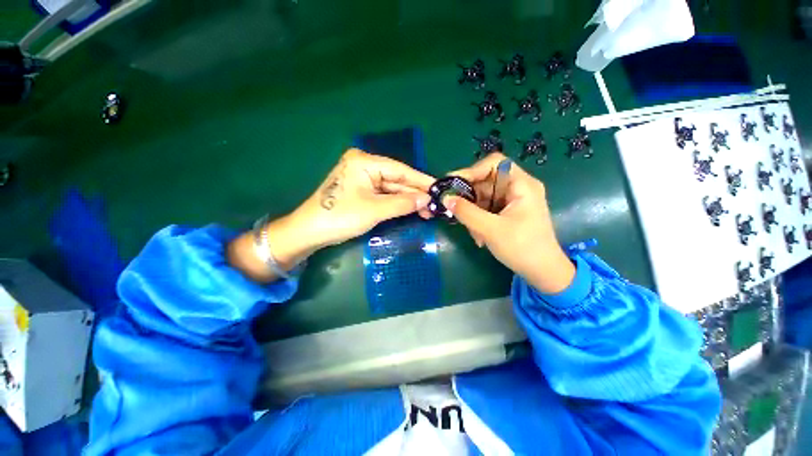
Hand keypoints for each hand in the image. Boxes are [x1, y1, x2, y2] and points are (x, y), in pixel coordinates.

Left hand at [228, 149, 433, 281]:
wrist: (309, 232)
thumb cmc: (340, 217)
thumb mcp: (374, 210)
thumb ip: (402, 203)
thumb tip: (427, 199)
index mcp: (364, 162)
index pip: (400, 170)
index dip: (421, 181)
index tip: (439, 188)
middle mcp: (364, 165)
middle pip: (397, 179)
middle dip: (415, 193)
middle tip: (435, 205)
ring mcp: (362, 178)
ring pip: (391, 189)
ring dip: (408, 200)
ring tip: (428, 211)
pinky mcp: (361, 190)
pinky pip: (384, 195)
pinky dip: (397, 203)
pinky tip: (412, 209)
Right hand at [444, 153, 574, 293]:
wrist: (543, 272)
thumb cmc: (522, 248)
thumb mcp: (491, 229)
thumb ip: (466, 212)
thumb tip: (445, 198)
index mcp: (522, 185)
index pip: (494, 163)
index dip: (472, 170)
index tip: (453, 184)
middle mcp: (518, 187)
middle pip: (486, 180)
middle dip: (469, 197)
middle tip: (455, 210)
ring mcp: (512, 200)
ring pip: (483, 196)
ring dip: (473, 212)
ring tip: (473, 231)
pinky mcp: (507, 211)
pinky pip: (486, 208)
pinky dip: (478, 219)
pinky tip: (479, 235)